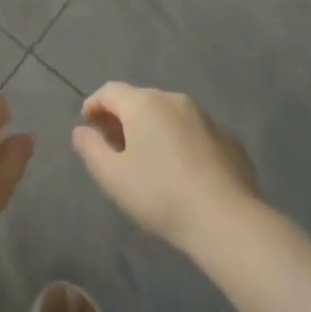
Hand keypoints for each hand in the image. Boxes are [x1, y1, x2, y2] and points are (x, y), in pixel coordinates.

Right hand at [72, 82, 259, 252]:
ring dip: (152, 129)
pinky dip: (180, 142)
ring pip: (169, 115)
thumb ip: (90, 149)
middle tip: (113, 145)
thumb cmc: (160, 194)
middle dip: (122, 118)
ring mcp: (205, 118)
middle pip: (140, 100)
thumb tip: (81, 130)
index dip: (94, 105)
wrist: (226, 220)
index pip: (110, 91)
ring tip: (147, 159)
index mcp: (144, 104)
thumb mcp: (112, 176)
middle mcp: (174, 100)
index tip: (87, 126)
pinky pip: (193, 133)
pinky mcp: (228, 140)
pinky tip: (181, 171)